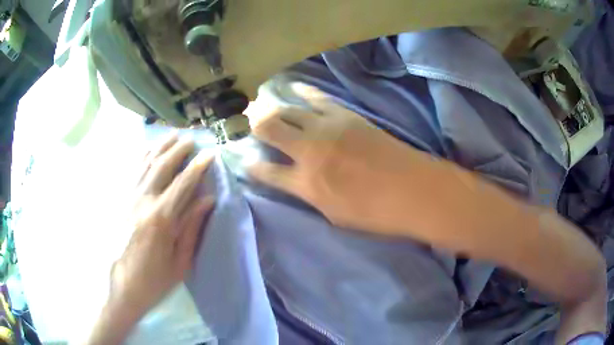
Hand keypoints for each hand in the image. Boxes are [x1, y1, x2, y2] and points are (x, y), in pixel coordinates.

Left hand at [111, 133, 214, 317]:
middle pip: (161, 166)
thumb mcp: (179, 261)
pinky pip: (130, 172)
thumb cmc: (154, 280)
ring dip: (160, 148)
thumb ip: (192, 228)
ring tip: (172, 136)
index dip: (198, 166)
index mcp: (160, 218)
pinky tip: (147, 150)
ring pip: (144, 164)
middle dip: (178, 150)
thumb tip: (208, 200)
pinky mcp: (118, 202)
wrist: (120, 288)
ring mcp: (126, 199)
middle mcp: (141, 201)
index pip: (183, 183)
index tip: (210, 154)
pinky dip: (141, 157)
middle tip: (191, 140)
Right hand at [248, 83, 420, 231]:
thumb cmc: (375, 213)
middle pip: (270, 129)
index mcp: (305, 183)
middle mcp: (309, 151)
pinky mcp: (345, 115)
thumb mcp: (335, 215)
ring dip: (273, 107)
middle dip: (255, 125)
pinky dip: (304, 92)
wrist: (412, 189)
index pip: (267, 172)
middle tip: (247, 123)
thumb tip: (299, 181)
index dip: (252, 167)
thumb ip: (312, 195)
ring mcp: (326, 128)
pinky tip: (294, 87)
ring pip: (289, 110)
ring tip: (262, 104)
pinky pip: (318, 98)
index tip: (244, 161)